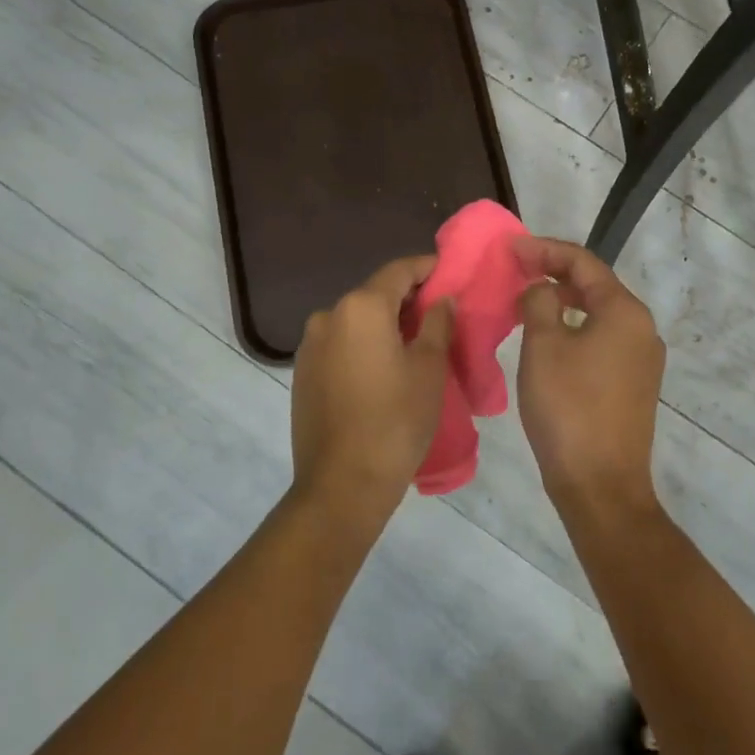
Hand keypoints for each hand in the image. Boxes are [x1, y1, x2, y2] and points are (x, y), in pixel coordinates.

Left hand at [291, 256, 453, 522]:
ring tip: (414, 344)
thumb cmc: (395, 421)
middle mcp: (329, 315)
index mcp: (361, 307)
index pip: (399, 271)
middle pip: (375, 294)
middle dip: (408, 299)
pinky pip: (341, 343)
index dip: (428, 268)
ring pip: (357, 320)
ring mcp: (310, 345)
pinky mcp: (303, 372)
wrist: (341, 485)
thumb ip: (437, 323)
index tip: (451, 273)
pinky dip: (364, 344)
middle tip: (440, 314)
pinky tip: (384, 368)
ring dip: (385, 324)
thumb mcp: (429, 368)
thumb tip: (440, 299)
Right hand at [513, 236, 665, 518]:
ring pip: (598, 313)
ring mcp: (642, 358)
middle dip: (554, 272)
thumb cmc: (568, 407)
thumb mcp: (543, 345)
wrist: (600, 485)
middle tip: (516, 271)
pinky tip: (549, 337)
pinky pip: (602, 338)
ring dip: (563, 301)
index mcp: (624, 311)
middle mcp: (642, 328)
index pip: (583, 262)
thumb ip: (539, 301)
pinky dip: (575, 327)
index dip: (544, 249)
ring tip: (527, 300)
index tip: (511, 248)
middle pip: (595, 284)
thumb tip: (541, 289)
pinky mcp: (634, 383)